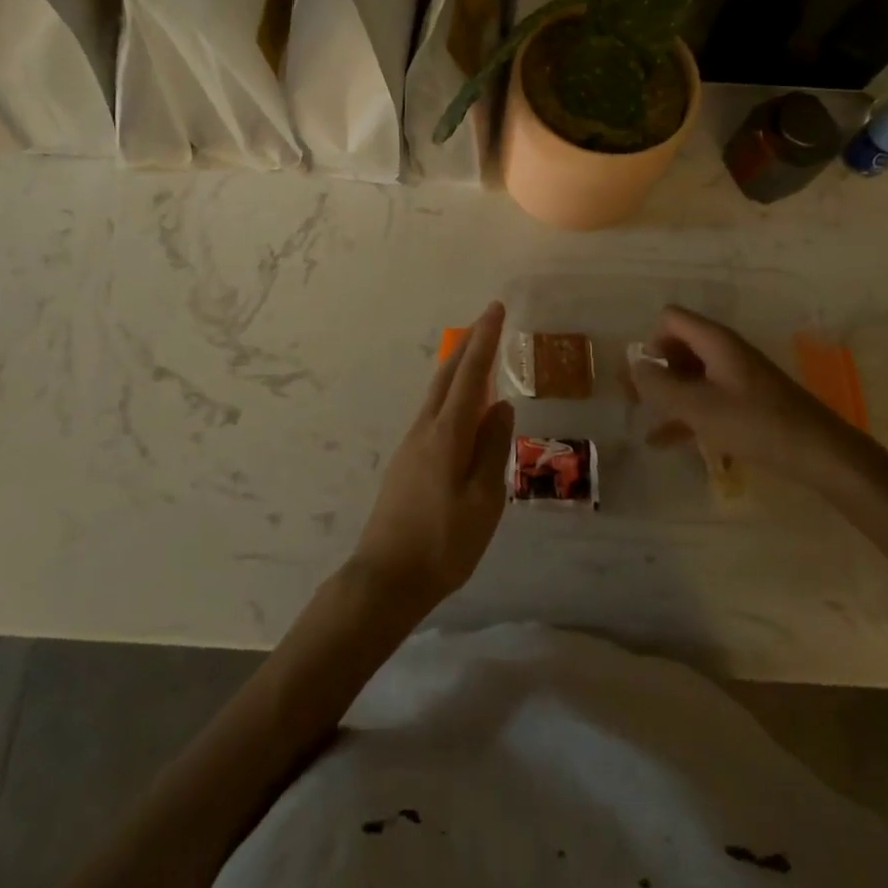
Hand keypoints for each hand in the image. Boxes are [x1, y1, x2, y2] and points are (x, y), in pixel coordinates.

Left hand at [350, 302, 513, 615]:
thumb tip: (501, 406)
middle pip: (447, 375)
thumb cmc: (443, 544)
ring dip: (458, 367)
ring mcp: (411, 444)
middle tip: (487, 321)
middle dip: (468, 344)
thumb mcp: (484, 501)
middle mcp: (425, 429)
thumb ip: (493, 449)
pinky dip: (450, 394)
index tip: (495, 309)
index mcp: (447, 434)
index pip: (470, 375)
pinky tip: (461, 408)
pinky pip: (433, 412)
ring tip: (477, 355)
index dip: (485, 340)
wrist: (386, 577)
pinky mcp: (406, 461)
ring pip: (437, 392)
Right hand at [627, 306, 865, 496]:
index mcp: (715, 341)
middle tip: (636, 401)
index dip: (651, 342)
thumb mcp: (698, 407)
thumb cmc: (756, 424)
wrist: (821, 454)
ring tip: (645, 421)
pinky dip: (685, 412)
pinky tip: (664, 441)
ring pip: (690, 374)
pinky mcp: (747, 400)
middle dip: (654, 369)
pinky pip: (706, 396)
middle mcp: (725, 350)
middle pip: (678, 345)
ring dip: (667, 393)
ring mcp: (737, 375)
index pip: (670, 319)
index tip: (647, 377)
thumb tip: (633, 367)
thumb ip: (659, 386)